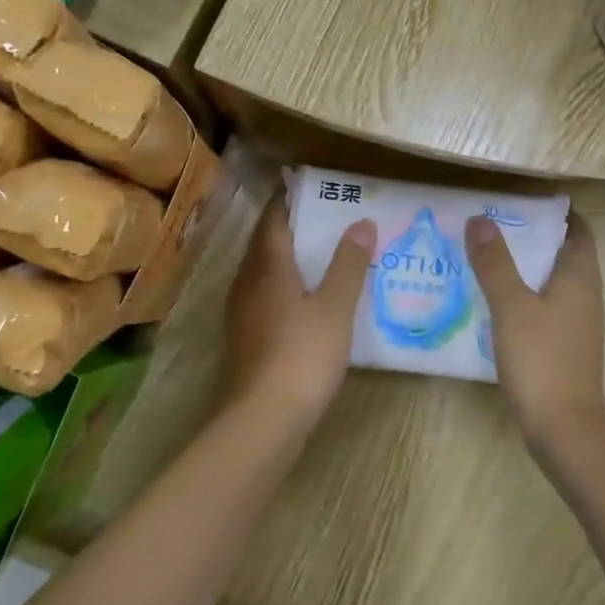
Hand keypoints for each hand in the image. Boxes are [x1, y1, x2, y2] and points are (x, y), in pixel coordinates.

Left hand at [222, 199, 375, 431]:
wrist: (266, 417)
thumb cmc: (303, 354)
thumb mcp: (336, 307)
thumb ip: (349, 265)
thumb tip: (362, 223)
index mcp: (268, 267)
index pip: (273, 221)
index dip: (287, 201)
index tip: (307, 187)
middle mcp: (247, 283)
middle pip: (264, 245)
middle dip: (288, 228)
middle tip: (322, 218)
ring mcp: (242, 312)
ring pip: (262, 272)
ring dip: (285, 259)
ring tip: (318, 255)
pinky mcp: (245, 338)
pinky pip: (263, 297)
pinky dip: (282, 287)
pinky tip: (304, 300)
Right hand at [466, 212, 604, 447]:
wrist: (563, 427)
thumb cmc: (541, 358)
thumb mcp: (511, 305)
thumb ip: (495, 262)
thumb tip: (479, 219)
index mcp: (580, 278)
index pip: (578, 231)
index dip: (555, 213)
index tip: (521, 203)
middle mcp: (585, 296)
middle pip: (564, 254)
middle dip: (533, 238)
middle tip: (492, 227)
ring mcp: (577, 324)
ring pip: (553, 282)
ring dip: (526, 268)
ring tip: (486, 259)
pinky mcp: (564, 347)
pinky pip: (546, 307)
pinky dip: (524, 296)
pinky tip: (494, 303)